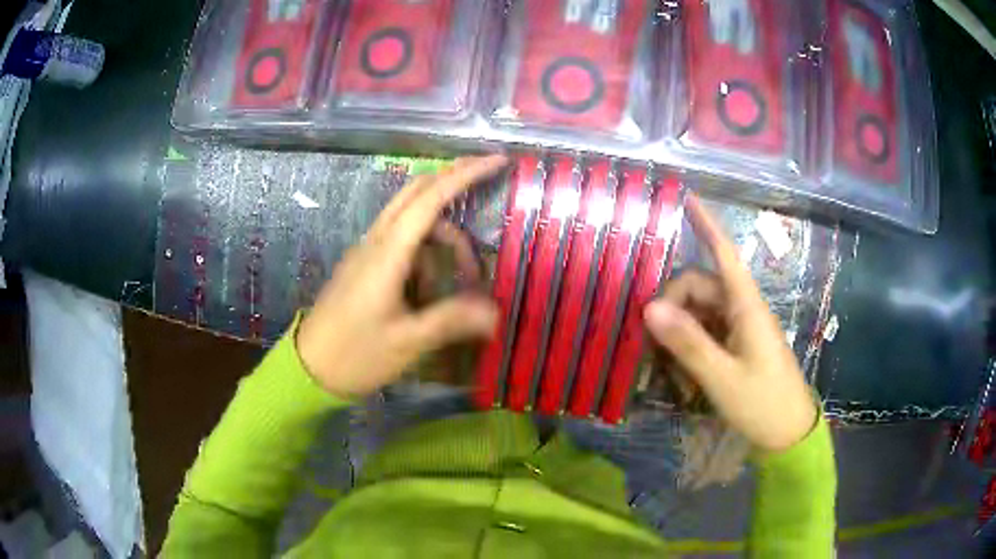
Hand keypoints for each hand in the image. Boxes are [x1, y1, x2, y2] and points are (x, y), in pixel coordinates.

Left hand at [296, 155, 507, 397]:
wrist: (309, 368)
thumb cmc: (356, 355)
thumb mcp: (408, 342)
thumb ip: (452, 320)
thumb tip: (495, 311)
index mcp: (387, 253)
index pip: (430, 199)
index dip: (465, 175)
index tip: (498, 160)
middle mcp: (376, 241)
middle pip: (417, 192)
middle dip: (454, 182)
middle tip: (489, 182)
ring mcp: (367, 251)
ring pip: (411, 218)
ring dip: (443, 232)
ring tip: (466, 275)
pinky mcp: (364, 265)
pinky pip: (402, 241)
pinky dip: (427, 250)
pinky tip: (434, 287)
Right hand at [643, 196, 816, 451]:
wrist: (788, 433)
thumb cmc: (762, 403)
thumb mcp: (722, 378)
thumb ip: (688, 343)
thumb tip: (649, 308)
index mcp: (746, 307)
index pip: (724, 254)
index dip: (707, 224)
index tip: (687, 198)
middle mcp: (741, 310)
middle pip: (699, 286)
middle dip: (671, 304)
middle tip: (647, 338)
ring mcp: (739, 329)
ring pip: (699, 311)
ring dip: (677, 328)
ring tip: (659, 359)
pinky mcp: (736, 346)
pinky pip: (705, 333)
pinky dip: (687, 344)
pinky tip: (676, 368)